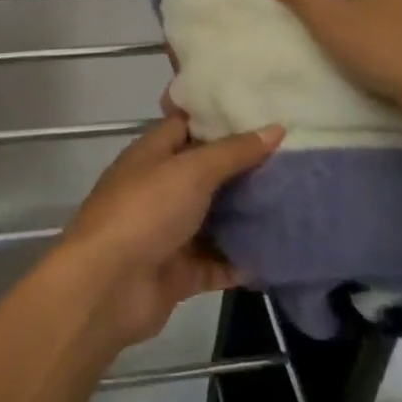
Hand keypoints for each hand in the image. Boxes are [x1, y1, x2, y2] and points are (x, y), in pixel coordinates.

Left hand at [59, 115, 280, 347]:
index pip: (187, 125)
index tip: (262, 114)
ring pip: (214, 220)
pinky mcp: (178, 272)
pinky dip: (242, 262)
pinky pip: (216, 264)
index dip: (220, 119)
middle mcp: (159, 189)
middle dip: (244, 170)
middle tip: (292, 161)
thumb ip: (233, 152)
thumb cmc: (145, 212)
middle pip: (205, 173)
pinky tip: (279, 255)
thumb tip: (275, 128)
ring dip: (247, 217)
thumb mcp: (191, 170)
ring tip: (294, 205)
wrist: (107, 286)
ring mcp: (167, 232)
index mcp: (152, 154)